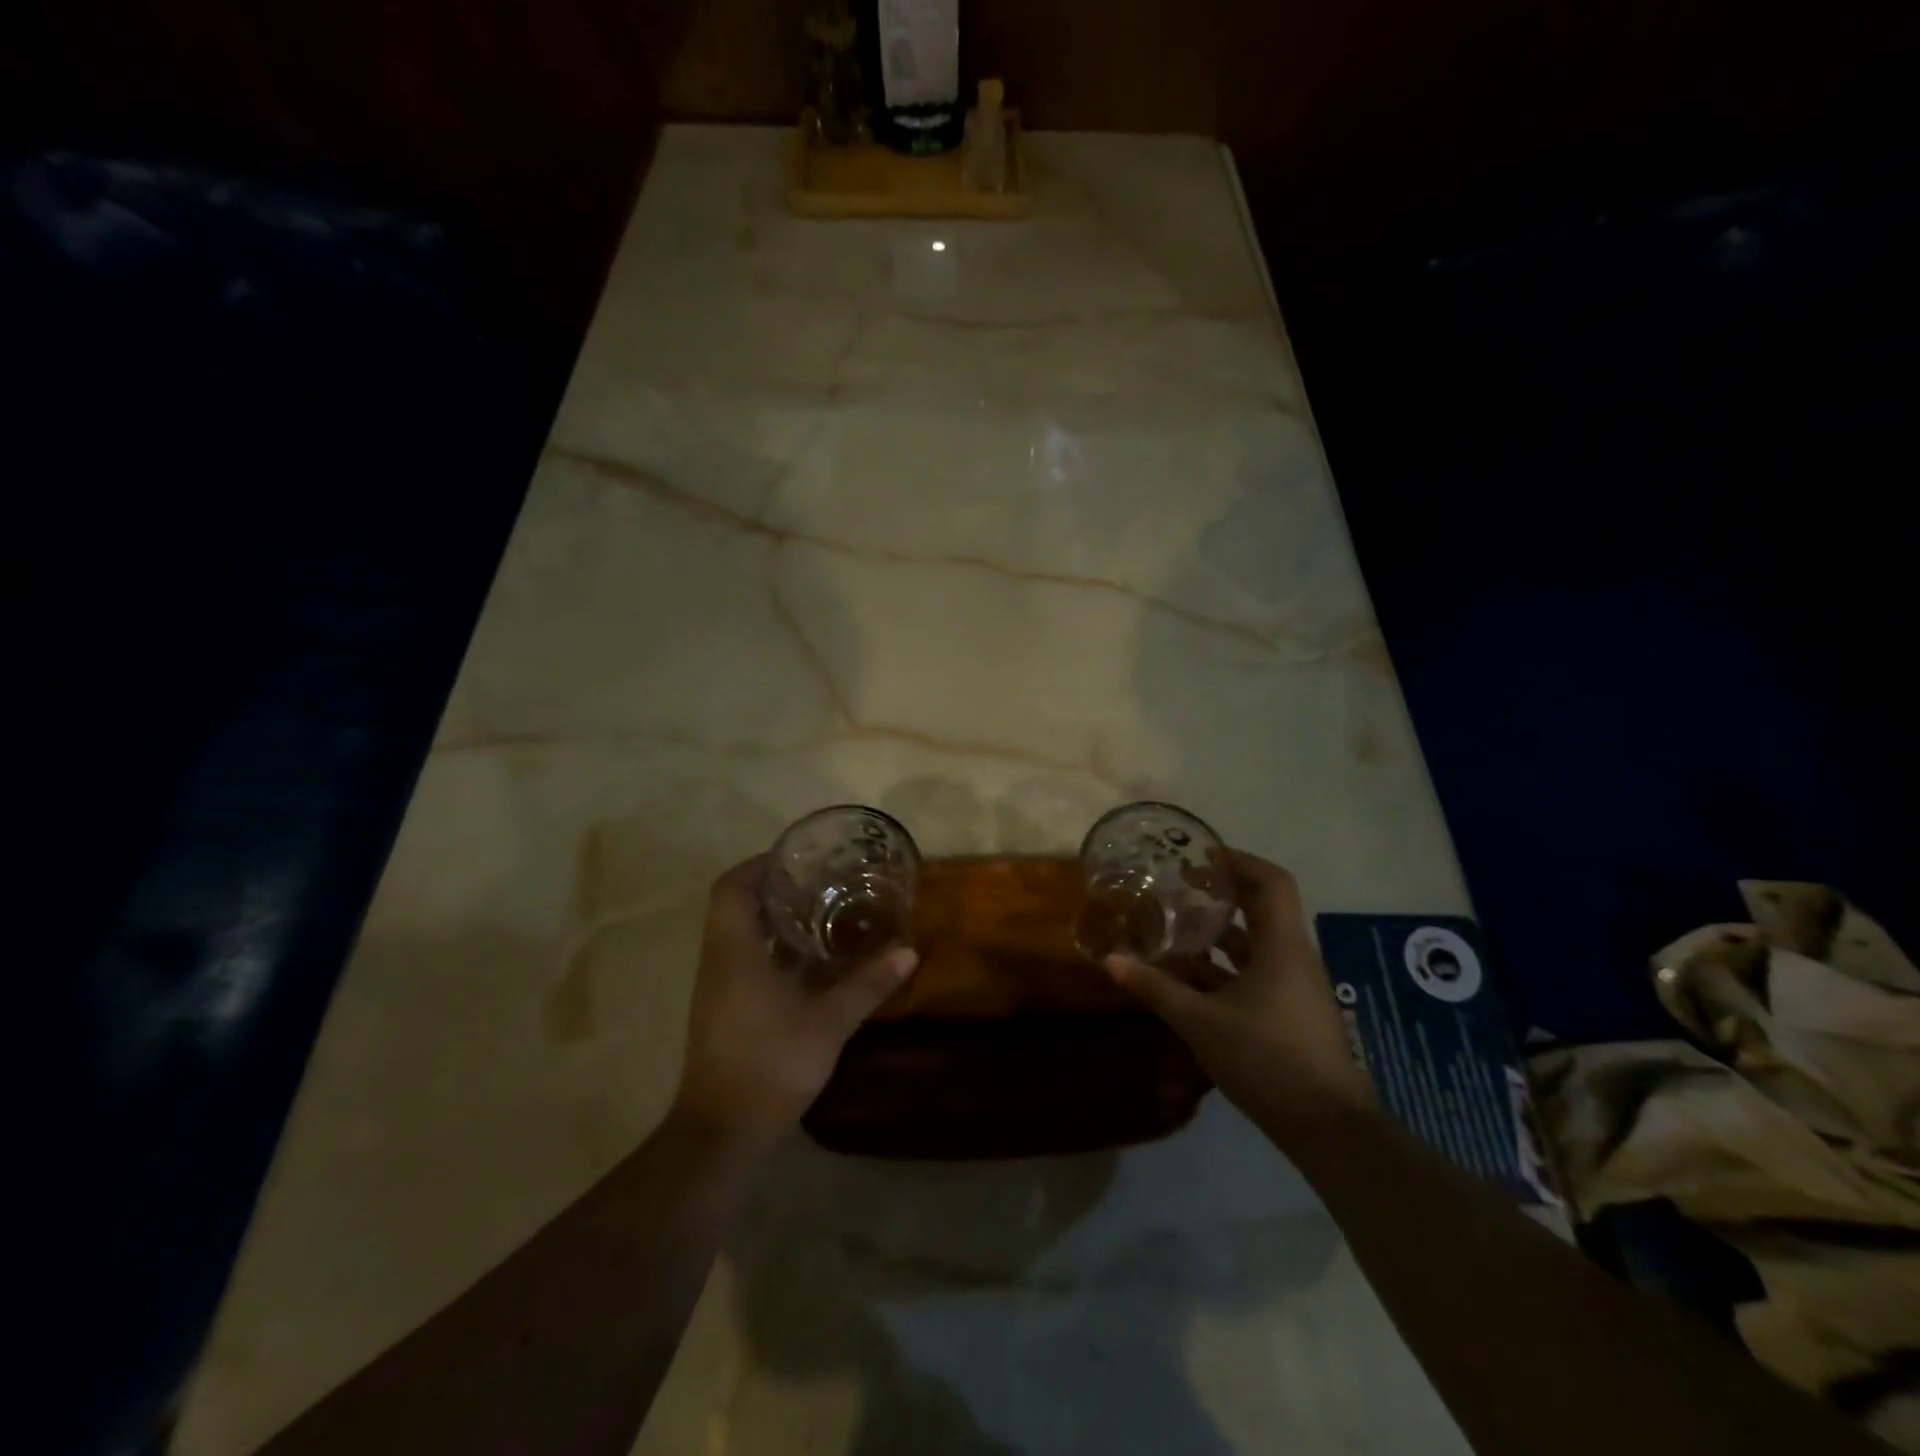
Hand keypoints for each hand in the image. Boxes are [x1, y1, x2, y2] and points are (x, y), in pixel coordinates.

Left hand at [671, 856, 917, 1149]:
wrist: (722, 1132)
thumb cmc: (770, 1064)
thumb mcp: (828, 1023)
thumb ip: (867, 985)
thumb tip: (908, 952)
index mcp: (734, 952)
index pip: (731, 888)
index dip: (759, 865)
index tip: (795, 859)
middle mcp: (719, 962)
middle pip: (735, 907)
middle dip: (773, 889)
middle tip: (819, 883)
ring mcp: (717, 988)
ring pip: (738, 935)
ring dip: (773, 920)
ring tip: (820, 914)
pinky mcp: (723, 1011)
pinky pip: (743, 961)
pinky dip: (772, 950)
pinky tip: (809, 963)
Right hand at [1104, 850, 1372, 1128]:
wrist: (1329, 1129)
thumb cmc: (1268, 1059)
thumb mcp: (1202, 1022)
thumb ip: (1156, 988)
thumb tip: (1109, 960)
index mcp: (1282, 945)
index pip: (1270, 881)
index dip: (1237, 861)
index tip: (1199, 857)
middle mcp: (1293, 957)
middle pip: (1261, 908)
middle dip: (1220, 895)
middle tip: (1179, 888)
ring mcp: (1295, 987)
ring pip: (1255, 945)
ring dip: (1218, 936)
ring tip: (1175, 931)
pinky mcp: (1291, 1013)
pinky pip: (1255, 974)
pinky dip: (1224, 969)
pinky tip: (1189, 981)